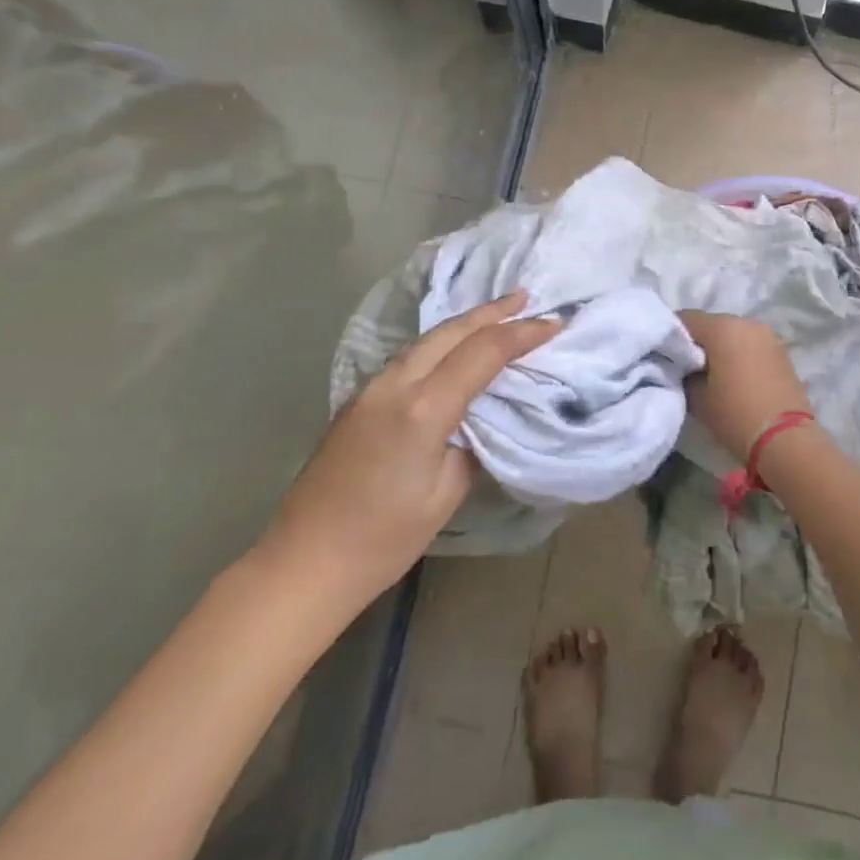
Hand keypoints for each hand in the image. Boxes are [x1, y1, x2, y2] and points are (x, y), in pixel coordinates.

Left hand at [258, 291, 559, 606]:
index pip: (482, 353)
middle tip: (526, 298)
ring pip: (425, 340)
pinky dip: (439, 343)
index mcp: (422, 409)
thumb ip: (470, 444)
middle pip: (450, 332)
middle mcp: (394, 385)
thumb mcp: (445, 494)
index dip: (521, 334)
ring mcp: (370, 389)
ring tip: (497, 315)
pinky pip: (408, 357)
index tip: (553, 323)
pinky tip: (453, 348)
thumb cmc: (384, 539)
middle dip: (492, 312)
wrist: (305, 561)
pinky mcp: (357, 400)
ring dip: (464, 324)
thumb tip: (479, 419)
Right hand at [678, 311, 810, 460]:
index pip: (685, 319)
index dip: (671, 336)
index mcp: (722, 327)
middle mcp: (747, 323)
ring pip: (733, 335)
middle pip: (711, 324)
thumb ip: (685, 373)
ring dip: (720, 349)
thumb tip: (685, 367)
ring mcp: (768, 336)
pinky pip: (750, 346)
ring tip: (711, 375)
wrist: (786, 440)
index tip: (665, 356)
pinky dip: (739, 356)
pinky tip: (734, 378)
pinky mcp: (781, 353)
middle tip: (686, 367)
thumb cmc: (735, 414)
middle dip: (697, 342)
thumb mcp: (697, 396)